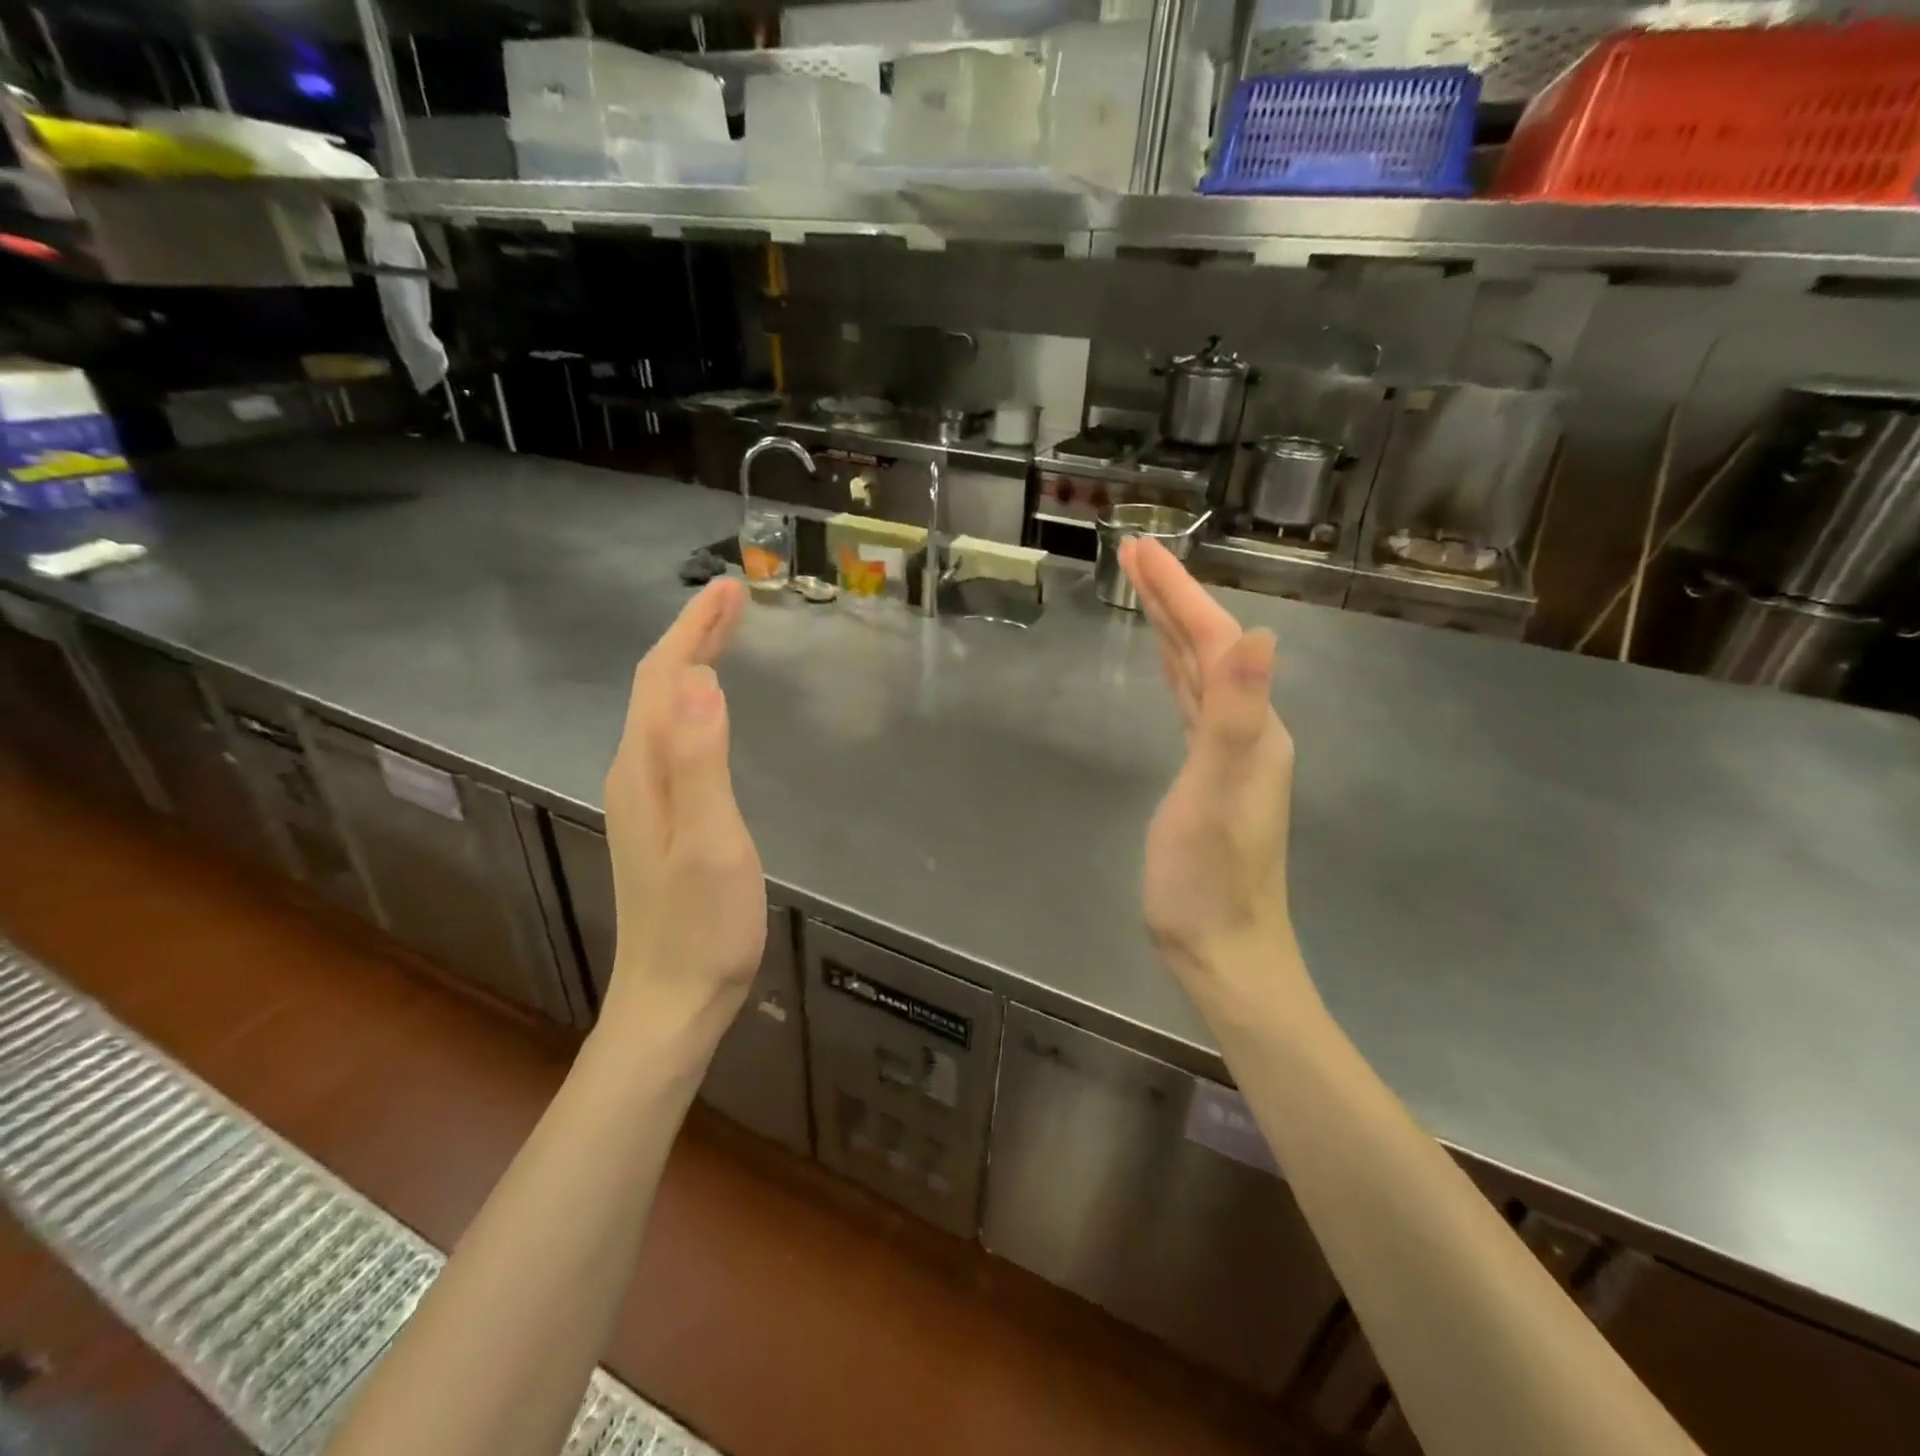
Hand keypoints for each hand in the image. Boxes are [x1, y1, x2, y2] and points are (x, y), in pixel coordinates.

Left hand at [601, 578, 766, 1043]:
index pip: (663, 677)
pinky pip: (673, 737)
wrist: (673, 998)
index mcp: (645, 770)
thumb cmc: (702, 925)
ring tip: (725, 635)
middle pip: (658, 686)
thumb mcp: (710, 841)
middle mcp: (635, 774)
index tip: (730, 588)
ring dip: (692, 663)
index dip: (694, 628)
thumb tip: (701, 681)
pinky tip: (711, 707)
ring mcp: (644, 798)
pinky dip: (693, 702)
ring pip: (663, 709)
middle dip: (693, 635)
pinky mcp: (660, 818)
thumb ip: (701, 761)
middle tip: (735, 598)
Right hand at [1119, 537, 1302, 1001]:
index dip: (1178, 594)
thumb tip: (1259, 634)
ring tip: (1145, 592)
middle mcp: (1249, 729)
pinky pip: (1191, 705)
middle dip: (1172, 599)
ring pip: (1200, 674)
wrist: (1223, 950)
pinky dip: (1176, 673)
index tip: (1138, 551)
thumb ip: (1236, 715)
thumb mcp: (1216, 794)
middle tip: (1133, 555)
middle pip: (1209, 648)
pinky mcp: (1207, 774)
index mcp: (1253, 726)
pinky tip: (1168, 666)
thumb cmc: (1210, 879)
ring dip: (1174, 629)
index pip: (1215, 641)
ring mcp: (1230, 753)